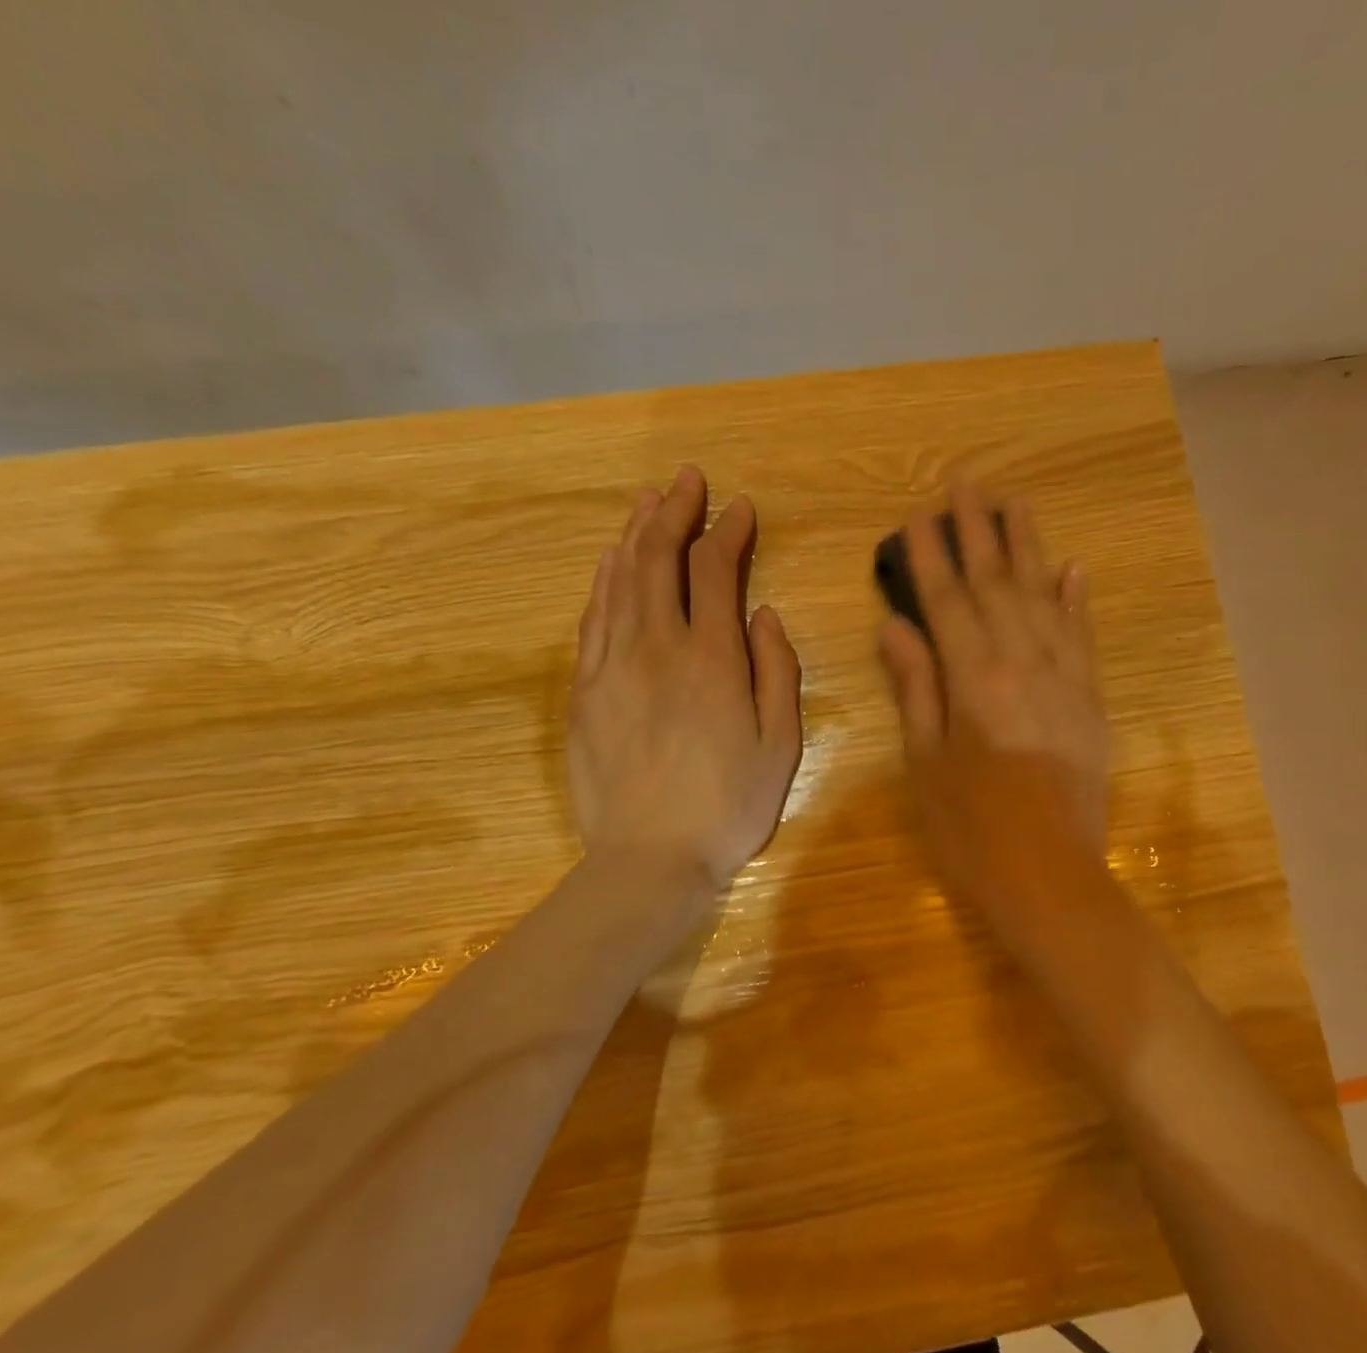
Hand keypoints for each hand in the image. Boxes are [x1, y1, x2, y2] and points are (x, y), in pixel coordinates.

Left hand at [568, 466, 802, 889]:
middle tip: (688, 479)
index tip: (740, 508)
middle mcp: (657, 646)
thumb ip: (777, 672)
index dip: (728, 531)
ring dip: (636, 534)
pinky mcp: (586, 690)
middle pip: (660, 559)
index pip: (715, 571)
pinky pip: (593, 618)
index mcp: (712, 659)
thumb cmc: (727, 807)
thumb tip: (764, 614)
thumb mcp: (780, 745)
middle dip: (676, 512)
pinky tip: (611, 562)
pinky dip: (604, 580)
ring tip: (648, 501)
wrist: (648, 859)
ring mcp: (613, 665)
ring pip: (620, 579)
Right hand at [878, 483, 1108, 932]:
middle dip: (977, 530)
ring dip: (1027, 546)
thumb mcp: (925, 762)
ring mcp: (1064, 678)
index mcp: (973, 681)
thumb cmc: (970, 828)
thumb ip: (915, 687)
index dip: (930, 554)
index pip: (946, 601)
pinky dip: (1076, 598)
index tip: (918, 513)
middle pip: (995, 584)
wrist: (1050, 876)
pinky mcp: (1090, 699)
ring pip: (1042, 596)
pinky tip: (1071, 567)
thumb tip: (895, 626)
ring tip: (1014, 502)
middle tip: (966, 481)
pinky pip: (1082, 635)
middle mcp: (1022, 664)